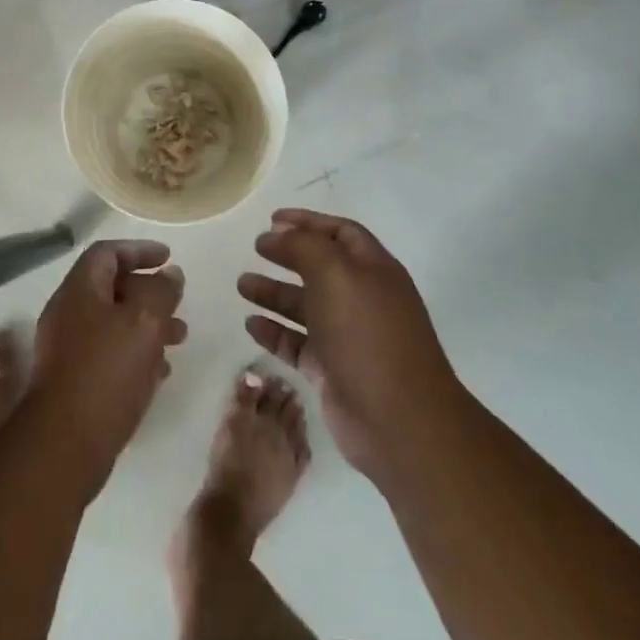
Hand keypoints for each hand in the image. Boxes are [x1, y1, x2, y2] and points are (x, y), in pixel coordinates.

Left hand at [26, 238, 187, 493]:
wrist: (63, 444)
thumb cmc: (106, 372)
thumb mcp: (144, 323)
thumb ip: (161, 292)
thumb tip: (170, 274)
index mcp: (79, 290)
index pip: (107, 253)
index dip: (139, 250)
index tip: (168, 258)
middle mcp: (68, 313)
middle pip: (111, 288)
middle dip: (148, 292)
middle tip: (178, 303)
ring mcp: (67, 349)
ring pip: (113, 324)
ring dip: (147, 325)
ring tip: (179, 338)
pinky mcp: (73, 382)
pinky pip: (108, 355)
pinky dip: (136, 354)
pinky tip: (160, 372)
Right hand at [239, 208, 459, 484]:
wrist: (398, 420)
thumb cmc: (367, 334)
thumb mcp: (335, 273)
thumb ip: (303, 246)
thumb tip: (278, 234)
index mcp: (373, 270)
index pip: (340, 233)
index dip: (308, 222)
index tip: (272, 219)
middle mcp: (363, 300)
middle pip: (320, 268)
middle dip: (288, 255)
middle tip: (255, 248)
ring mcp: (348, 338)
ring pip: (305, 307)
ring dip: (274, 293)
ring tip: (242, 285)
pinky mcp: (332, 372)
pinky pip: (298, 344)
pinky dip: (275, 332)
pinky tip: (251, 324)